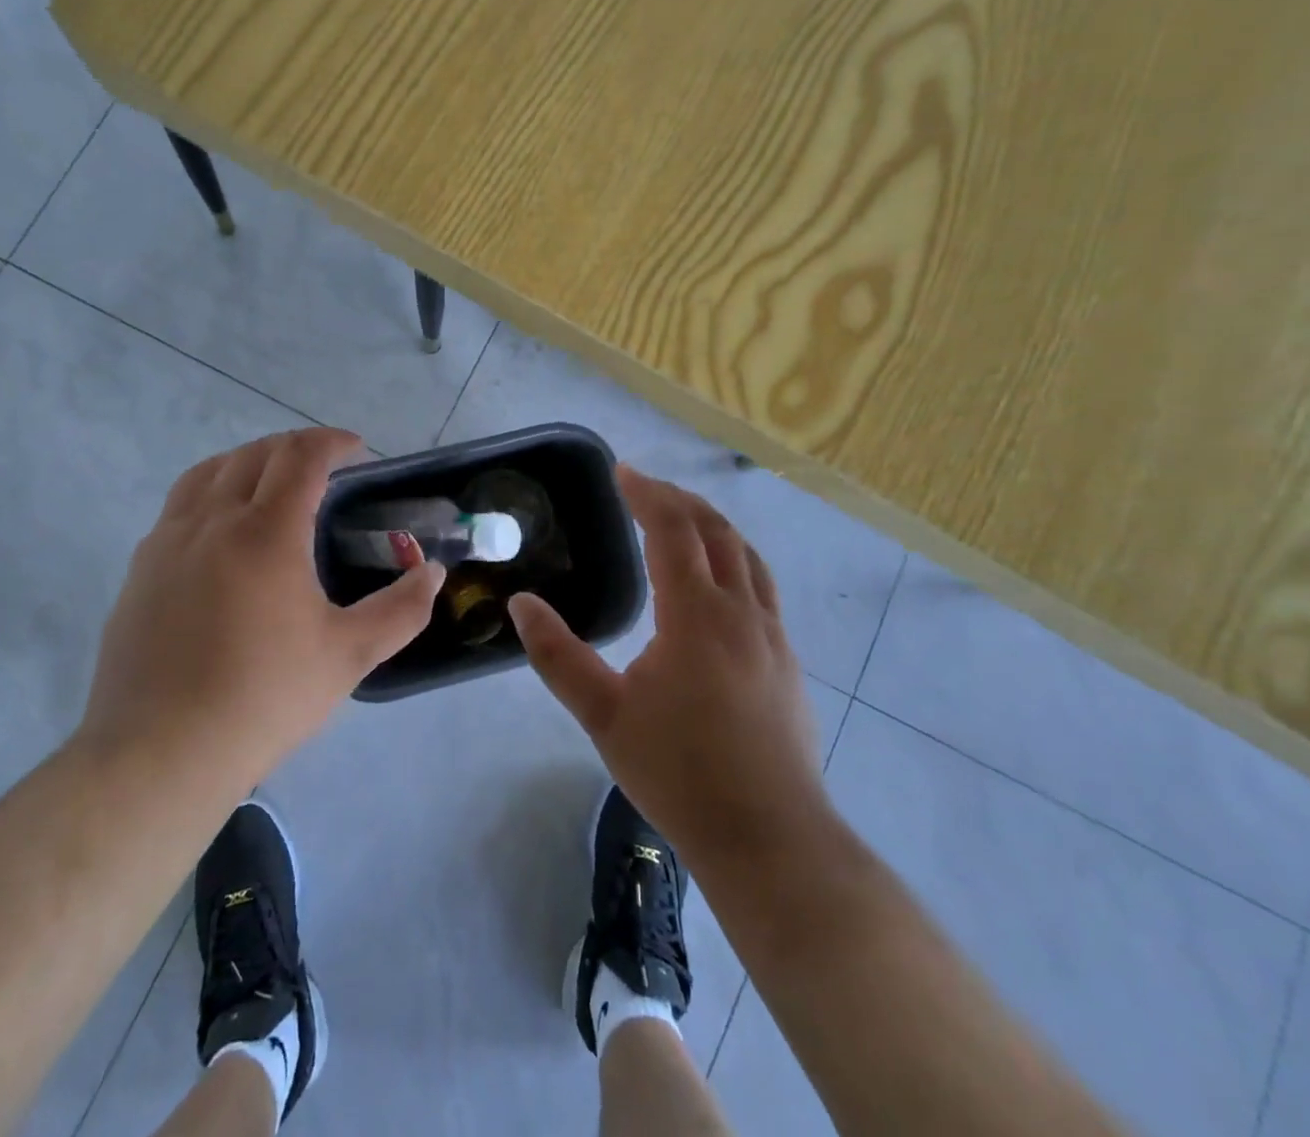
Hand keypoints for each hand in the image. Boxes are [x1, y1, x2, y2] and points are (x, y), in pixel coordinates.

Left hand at [79, 428, 443, 784]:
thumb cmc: (265, 698)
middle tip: (324, 466)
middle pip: (255, 454)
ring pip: (209, 472)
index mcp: (266, 533)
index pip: (301, 457)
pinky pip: (179, 505)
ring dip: (249, 461)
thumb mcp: (349, 656)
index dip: (332, 442)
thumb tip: (433, 573)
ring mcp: (168, 542)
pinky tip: (222, 530)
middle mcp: (213, 521)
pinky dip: (212, 491)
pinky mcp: (140, 569)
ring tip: (272, 481)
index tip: (356, 449)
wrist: (161, 752)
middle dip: (295, 447)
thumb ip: (401, 609)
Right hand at [511, 465, 828, 875]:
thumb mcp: (604, 715)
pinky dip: (734, 560)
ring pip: (746, 556)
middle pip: (715, 531)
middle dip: (679, 500)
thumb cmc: (679, 773)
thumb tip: (522, 604)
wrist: (769, 838)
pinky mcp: (787, 661)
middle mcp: (740, 611)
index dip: (646, 493)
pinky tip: (718, 583)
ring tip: (682, 519)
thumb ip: (558, 655)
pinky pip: (761, 587)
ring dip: (712, 526)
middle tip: (644, 488)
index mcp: (696, 614)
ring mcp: (772, 635)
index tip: (621, 471)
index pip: (673, 530)